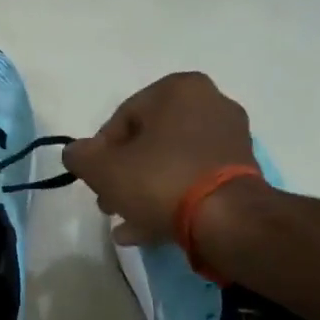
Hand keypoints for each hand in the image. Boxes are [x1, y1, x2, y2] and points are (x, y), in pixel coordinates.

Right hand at [62, 72, 258, 245]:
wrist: (227, 220)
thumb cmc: (159, 180)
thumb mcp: (101, 168)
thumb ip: (80, 156)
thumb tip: (76, 153)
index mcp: (178, 90)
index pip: (121, 118)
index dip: (100, 152)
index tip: (95, 179)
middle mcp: (210, 103)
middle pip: (148, 141)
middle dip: (123, 174)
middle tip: (108, 202)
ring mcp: (230, 138)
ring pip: (170, 163)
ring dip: (143, 190)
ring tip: (124, 221)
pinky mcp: (242, 171)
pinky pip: (193, 179)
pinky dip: (170, 198)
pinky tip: (146, 229)